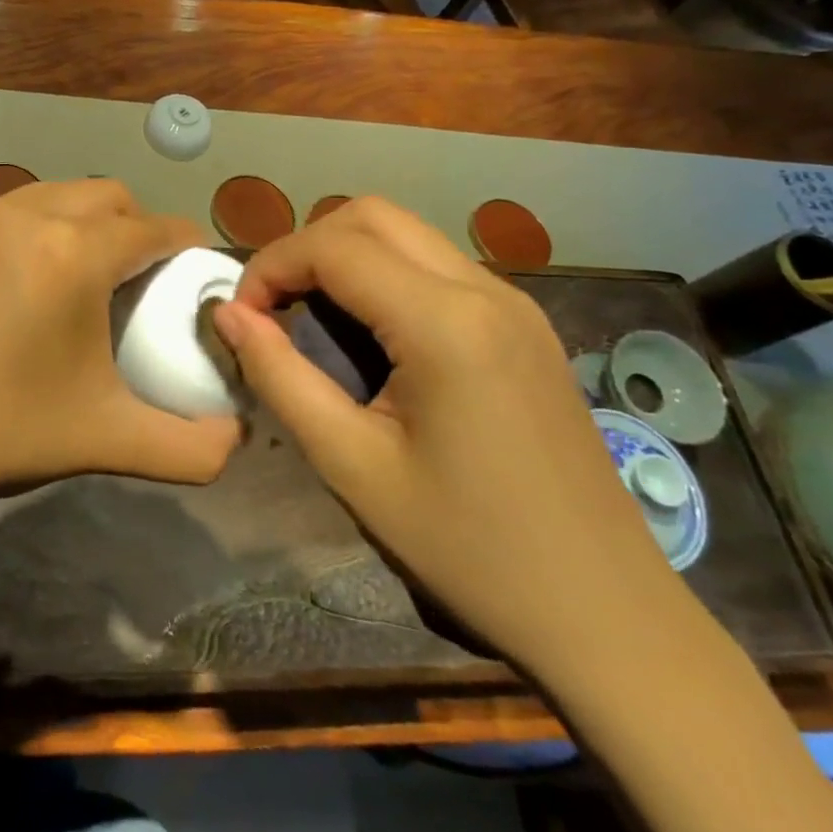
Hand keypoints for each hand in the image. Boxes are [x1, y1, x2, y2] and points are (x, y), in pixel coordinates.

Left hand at [0, 180, 242, 513]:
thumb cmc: (5, 432)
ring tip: (91, 273)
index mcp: (75, 253)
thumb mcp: (110, 441)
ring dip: (90, 220)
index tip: (197, 273)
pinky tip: (35, 278)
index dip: (187, 246)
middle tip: (145, 278)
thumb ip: (191, 448)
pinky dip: (45, 226)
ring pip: (61, 194)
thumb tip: (237, 439)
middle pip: (110, 196)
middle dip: (140, 226)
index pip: (154, 229)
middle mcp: (30, 215)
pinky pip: (18, 208)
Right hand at [210, 198, 681, 681]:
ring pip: (406, 234)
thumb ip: (280, 377)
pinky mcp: (525, 325)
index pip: (333, 246)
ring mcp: (514, 303)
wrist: (604, 615)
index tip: (241, 317)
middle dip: (306, 247)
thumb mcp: (352, 465)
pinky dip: (385, 276)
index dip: (271, 267)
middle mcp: (484, 290)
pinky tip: (372, 337)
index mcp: (444, 322)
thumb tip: (227, 314)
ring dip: (345, 257)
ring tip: (312, 319)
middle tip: (273, 308)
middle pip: (371, 216)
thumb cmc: (468, 548)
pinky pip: (437, 267)